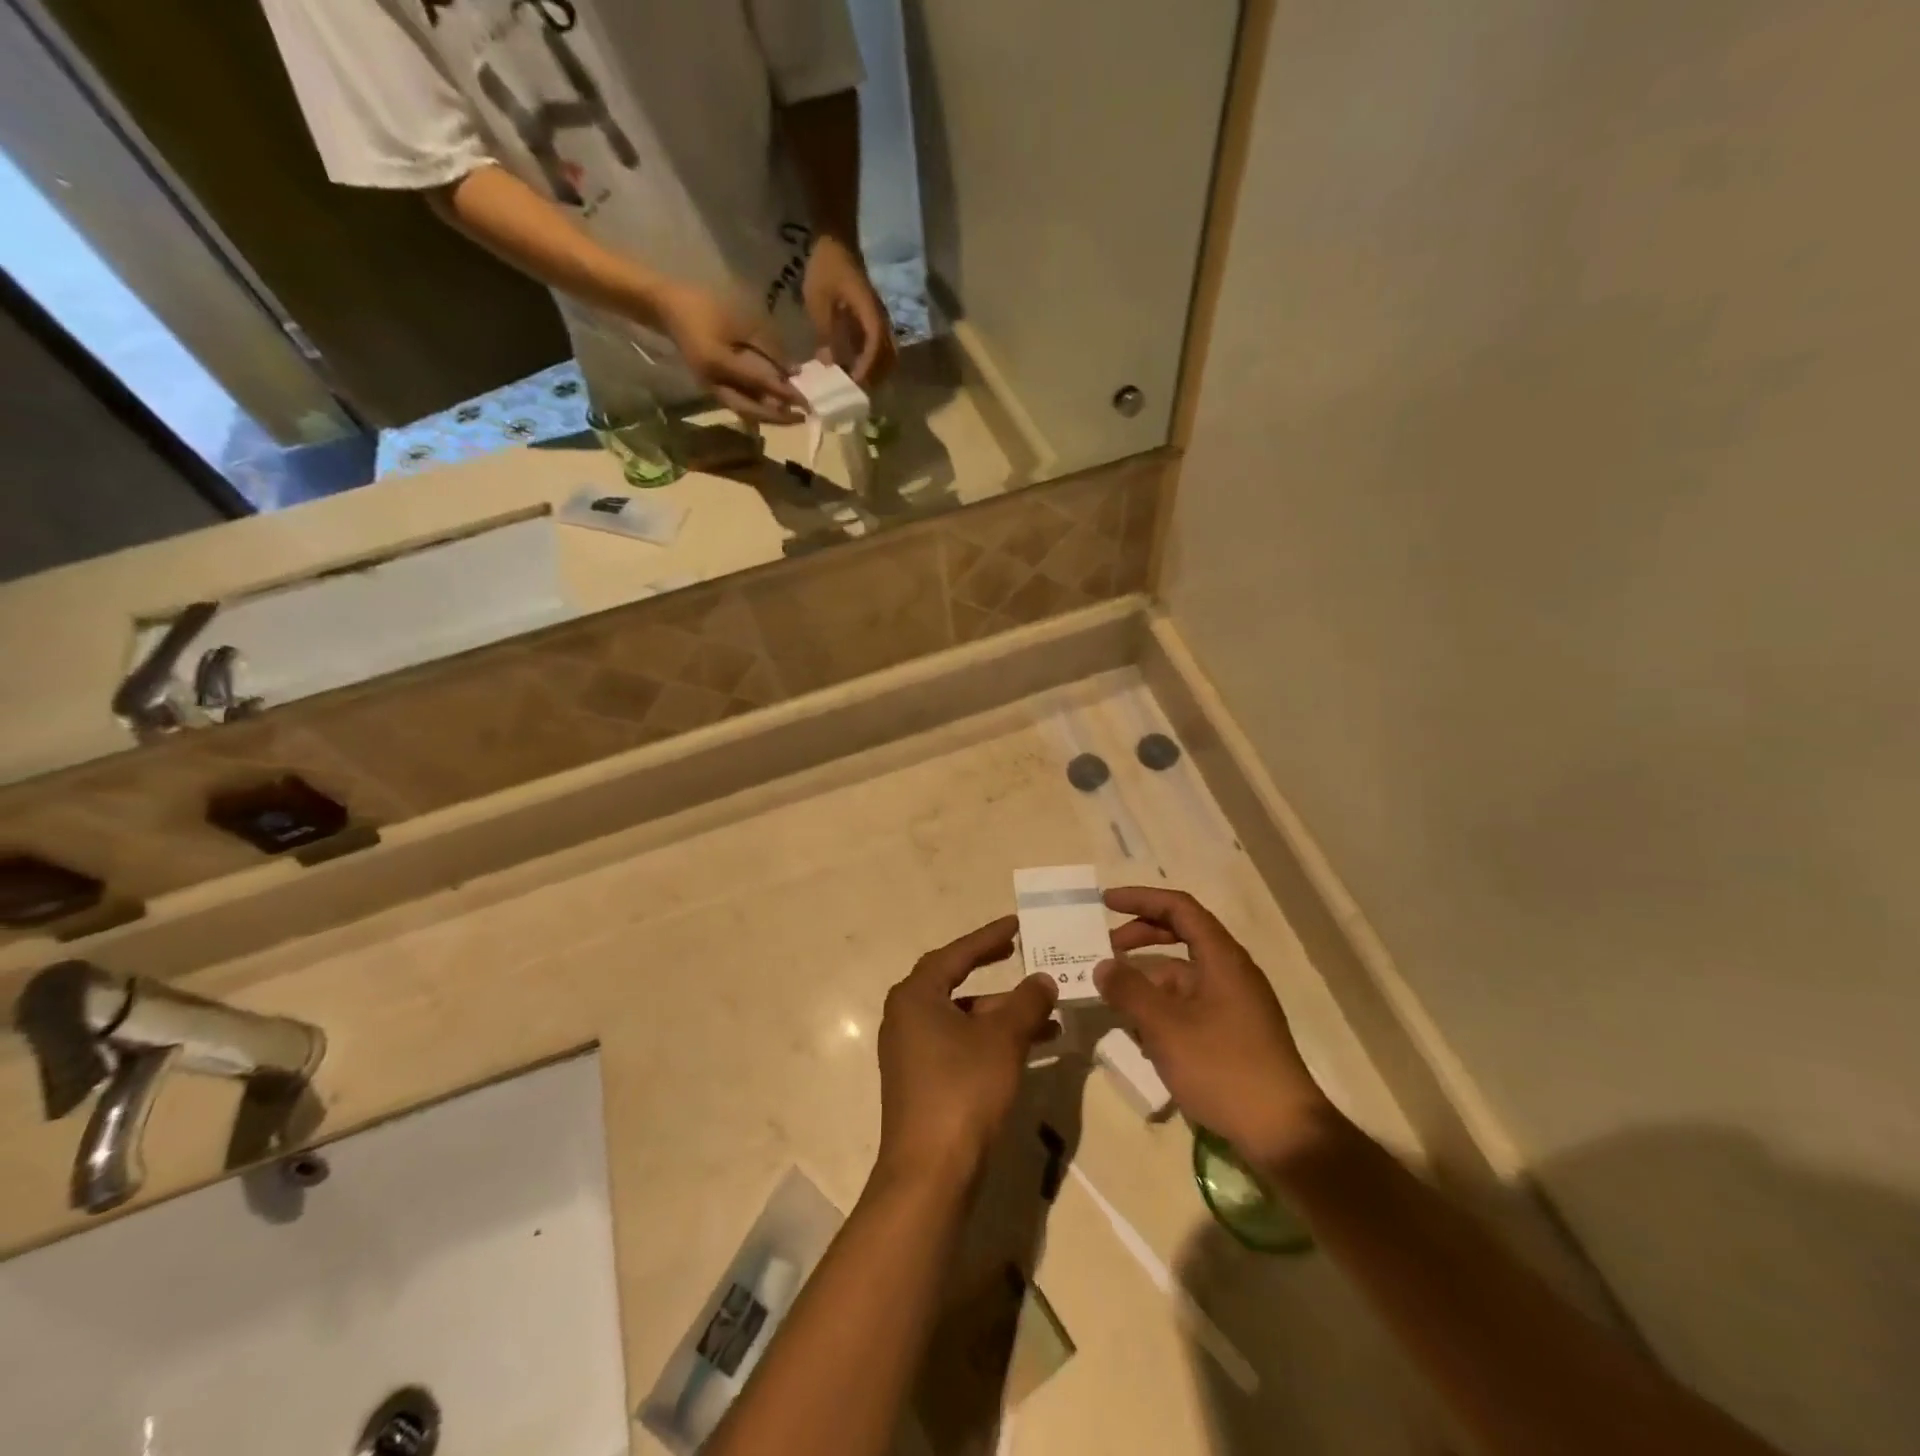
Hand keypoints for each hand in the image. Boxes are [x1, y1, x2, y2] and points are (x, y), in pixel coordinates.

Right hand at [653, 281, 803, 424]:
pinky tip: (775, 409)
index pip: (758, 383)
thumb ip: (767, 348)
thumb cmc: (703, 306)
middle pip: (751, 410)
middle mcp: (714, 383)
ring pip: (744, 411)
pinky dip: (758, 409)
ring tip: (792, 417)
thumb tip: (794, 371)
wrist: (667, 307)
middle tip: (803, 418)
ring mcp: (711, 389)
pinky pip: (738, 405)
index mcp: (718, 363)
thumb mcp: (740, 321)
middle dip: (778, 417)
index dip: (784, 393)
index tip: (806, 401)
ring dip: (769, 417)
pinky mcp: (712, 388)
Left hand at [802, 235, 895, 387]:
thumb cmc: (826, 267)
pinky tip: (855, 366)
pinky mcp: (872, 319)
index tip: (854, 382)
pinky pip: (878, 346)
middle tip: (855, 389)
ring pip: (886, 353)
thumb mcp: (818, 301)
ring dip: (875, 370)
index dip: (867, 367)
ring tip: (856, 381)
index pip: (875, 346)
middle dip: (874, 375)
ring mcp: (878, 318)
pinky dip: (871, 360)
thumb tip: (829, 364)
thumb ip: (825, 333)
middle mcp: (880, 318)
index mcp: (870, 313)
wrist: (836, 240)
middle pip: (888, 356)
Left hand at [876, 916, 1057, 1188]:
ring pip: (961, 1018)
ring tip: (1045, 1013)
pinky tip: (1027, 1048)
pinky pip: (960, 1044)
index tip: (1017, 924)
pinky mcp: (921, 1082)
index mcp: (915, 996)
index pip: (956, 953)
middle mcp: (906, 1018)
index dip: (988, 937)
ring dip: (1000, 1013)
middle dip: (991, 970)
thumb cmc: (963, 1089)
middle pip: (955, 983)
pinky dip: (990, 1040)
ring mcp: (911, 1052)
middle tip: (1020, 954)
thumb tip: (1043, 979)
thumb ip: (1026, 1003)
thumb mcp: (1003, 1039)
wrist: (930, 1172)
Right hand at [1094, 887, 1341, 1176]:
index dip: (1141, 899)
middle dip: (1140, 939)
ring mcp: (1234, 1004)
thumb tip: (1103, 966)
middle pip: (1181, 937)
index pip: (1179, 908)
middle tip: (1104, 950)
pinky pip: (1190, 1006)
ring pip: (1181, 976)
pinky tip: (1141, 1038)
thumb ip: (1129, 990)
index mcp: (1222, 958)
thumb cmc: (1223, 1068)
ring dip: (1146, 982)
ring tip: (1114, 1002)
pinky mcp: (1233, 1033)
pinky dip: (1162, 1010)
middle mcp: (1230, 972)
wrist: (1283, 1134)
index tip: (1105, 902)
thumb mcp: (1165, 1027)